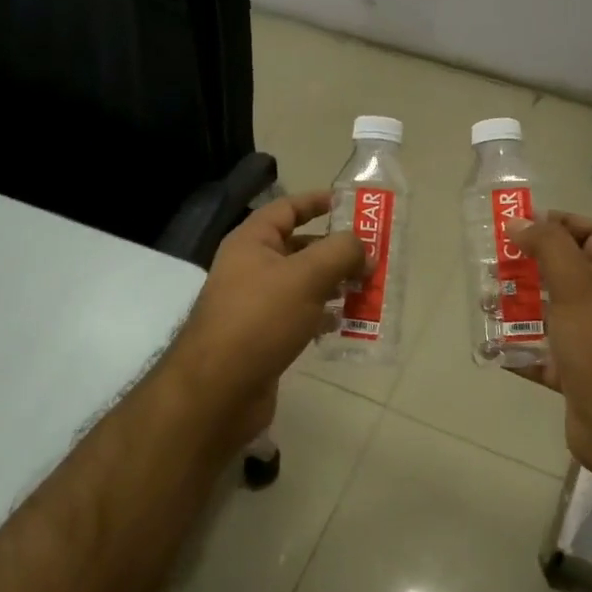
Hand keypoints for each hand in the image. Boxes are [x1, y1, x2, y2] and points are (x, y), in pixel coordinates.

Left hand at [165, 191, 365, 445]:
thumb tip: (363, 247)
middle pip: (299, 248)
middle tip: (373, 257)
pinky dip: (323, 317)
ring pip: (303, 285)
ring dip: (335, 285)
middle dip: (336, 252)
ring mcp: (256, 305)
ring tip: (369, 290)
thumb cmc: (260, 320)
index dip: (316, 202)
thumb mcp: (305, 276)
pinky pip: (300, 317)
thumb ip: (340, 253)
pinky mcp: (264, 337)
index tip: (350, 205)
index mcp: (252, 243)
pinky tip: (347, 324)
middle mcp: (250, 268)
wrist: (218, 389)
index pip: (286, 209)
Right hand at [510, 213, 591, 480]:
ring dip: (516, 307)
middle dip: (527, 266)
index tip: (522, 225)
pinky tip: (491, 348)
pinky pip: (539, 353)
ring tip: (484, 304)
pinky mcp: (572, 374)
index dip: (561, 223)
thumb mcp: (577, 290)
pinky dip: (516, 349)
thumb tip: (521, 222)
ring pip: (547, 313)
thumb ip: (550, 249)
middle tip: (492, 265)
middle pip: (563, 273)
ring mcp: (588, 342)